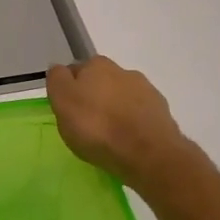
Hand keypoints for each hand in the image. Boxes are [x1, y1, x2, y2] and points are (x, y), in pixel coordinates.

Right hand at [47, 57, 201, 195]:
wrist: (148, 153)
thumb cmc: (97, 127)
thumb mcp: (63, 103)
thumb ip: (58, 81)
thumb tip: (58, 69)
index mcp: (96, 65)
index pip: (74, 71)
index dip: (68, 90)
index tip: (66, 110)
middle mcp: (123, 71)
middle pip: (100, 82)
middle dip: (93, 97)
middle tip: (86, 123)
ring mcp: (146, 91)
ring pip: (121, 97)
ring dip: (114, 109)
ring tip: (108, 135)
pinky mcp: (161, 112)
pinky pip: (139, 113)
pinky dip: (132, 122)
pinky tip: (127, 140)